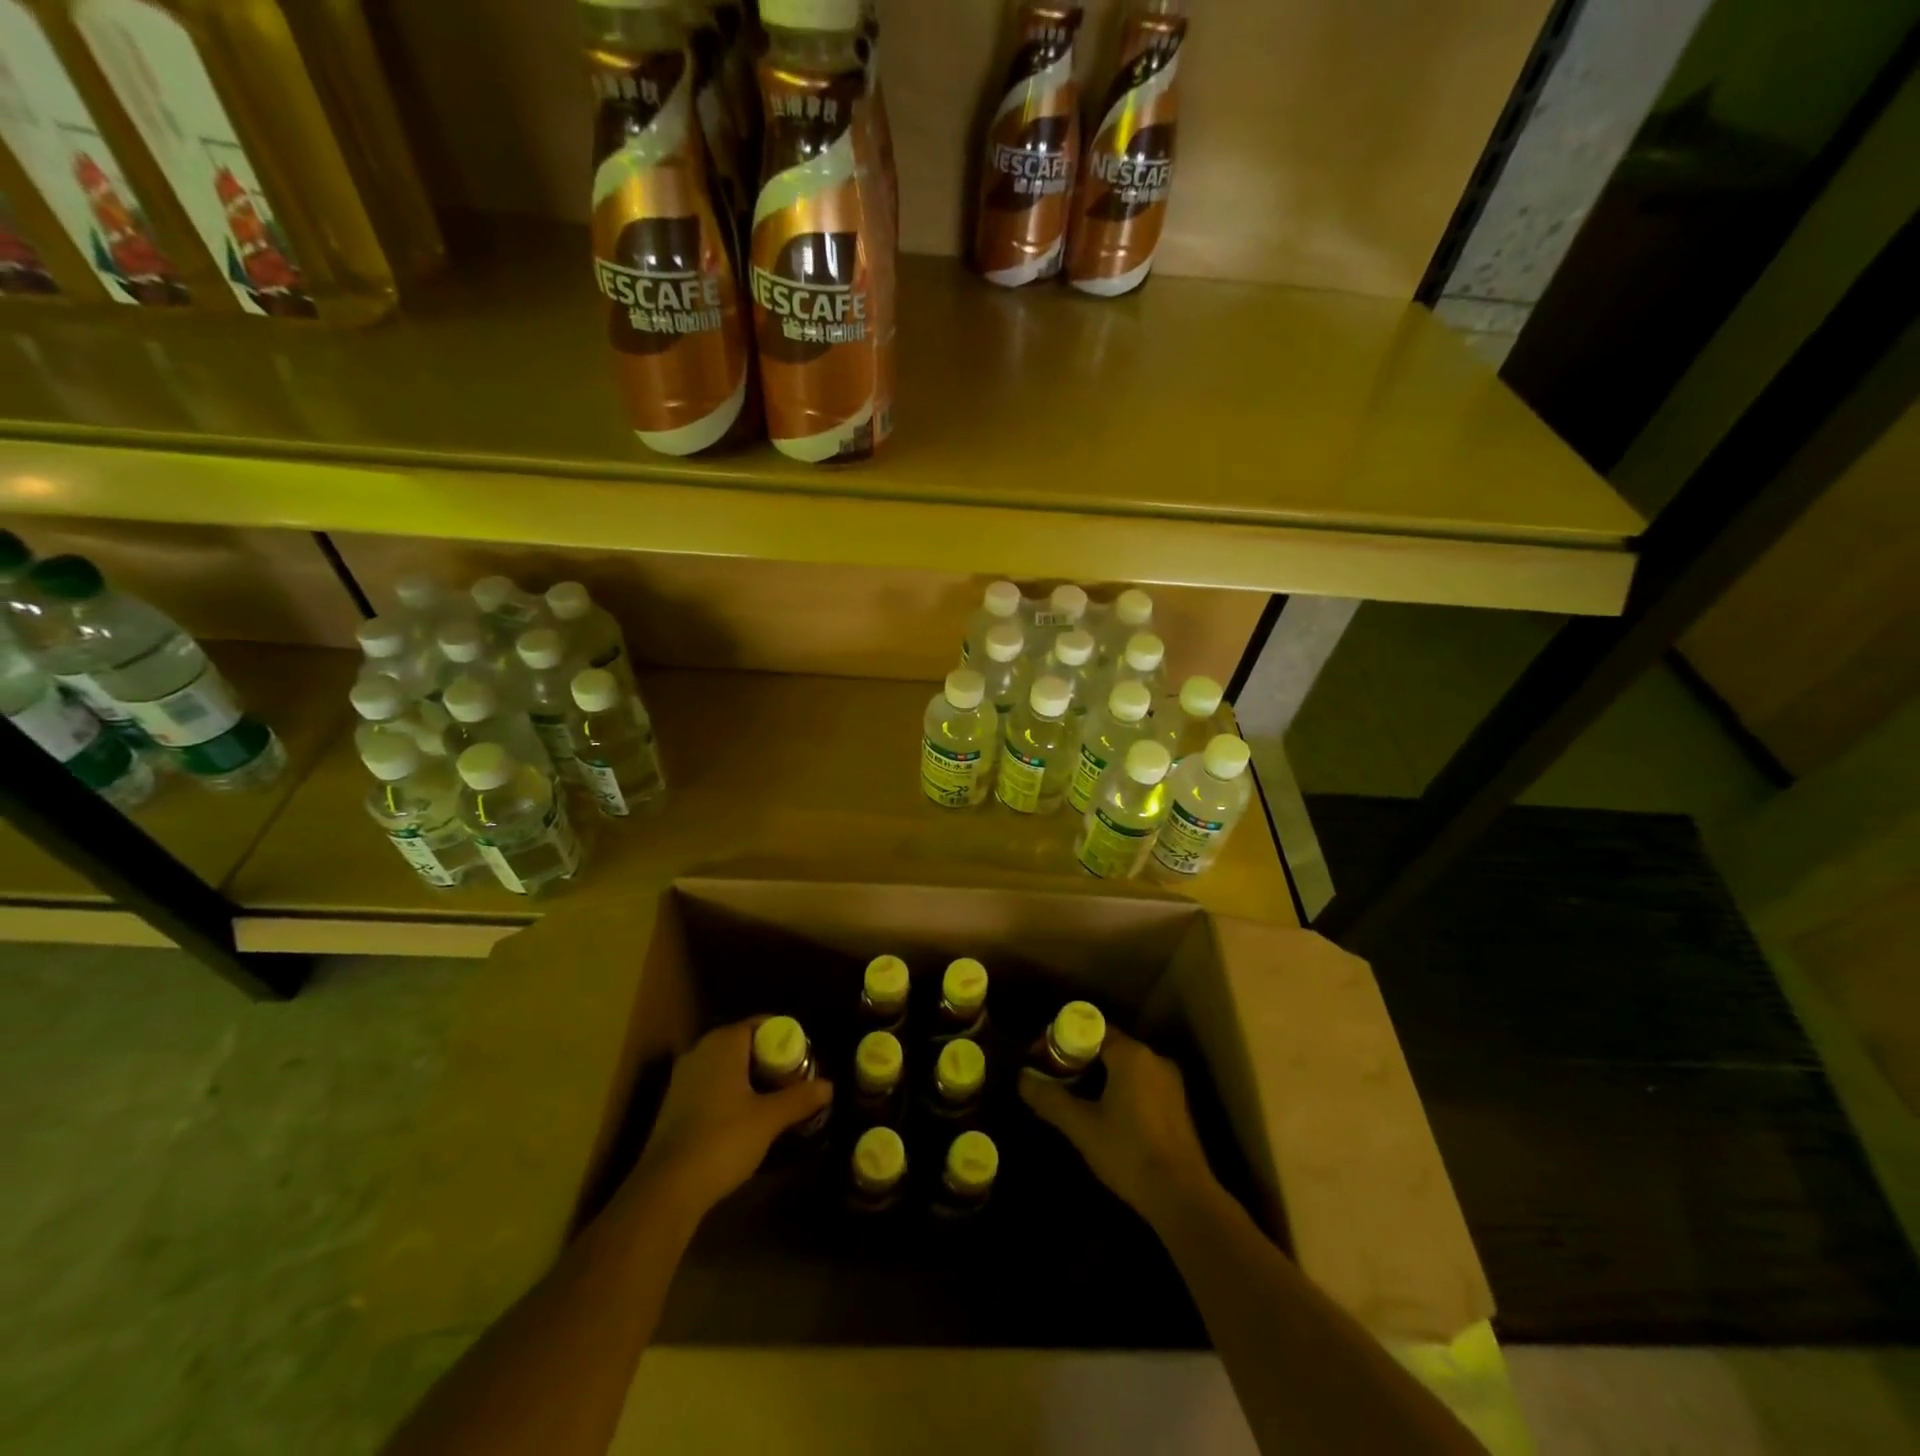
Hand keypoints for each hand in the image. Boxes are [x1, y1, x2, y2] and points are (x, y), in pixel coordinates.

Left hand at [630, 1018, 832, 1219]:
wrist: (667, 1188)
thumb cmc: (723, 1139)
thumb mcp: (769, 1119)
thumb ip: (800, 1099)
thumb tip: (829, 1086)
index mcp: (723, 1042)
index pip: (761, 1024)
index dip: (786, 1038)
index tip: (806, 1059)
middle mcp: (701, 1051)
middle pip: (744, 1044)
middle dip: (770, 1060)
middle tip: (795, 1080)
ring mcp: (683, 1078)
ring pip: (727, 1066)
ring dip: (751, 1079)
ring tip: (775, 1100)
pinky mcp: (674, 1104)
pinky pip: (712, 1085)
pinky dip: (731, 1093)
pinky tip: (746, 1118)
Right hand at [1020, 1029, 1214, 1226]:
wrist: (1182, 1198)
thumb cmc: (1128, 1153)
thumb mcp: (1082, 1127)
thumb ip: (1050, 1098)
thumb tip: (1022, 1078)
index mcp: (1131, 1054)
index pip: (1089, 1029)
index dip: (1060, 1039)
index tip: (1040, 1058)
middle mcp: (1153, 1058)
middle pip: (1107, 1045)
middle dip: (1077, 1058)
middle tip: (1053, 1079)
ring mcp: (1169, 1081)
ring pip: (1124, 1065)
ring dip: (1097, 1075)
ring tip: (1074, 1098)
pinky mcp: (1177, 1104)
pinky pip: (1140, 1082)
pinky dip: (1119, 1087)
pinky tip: (1106, 1114)